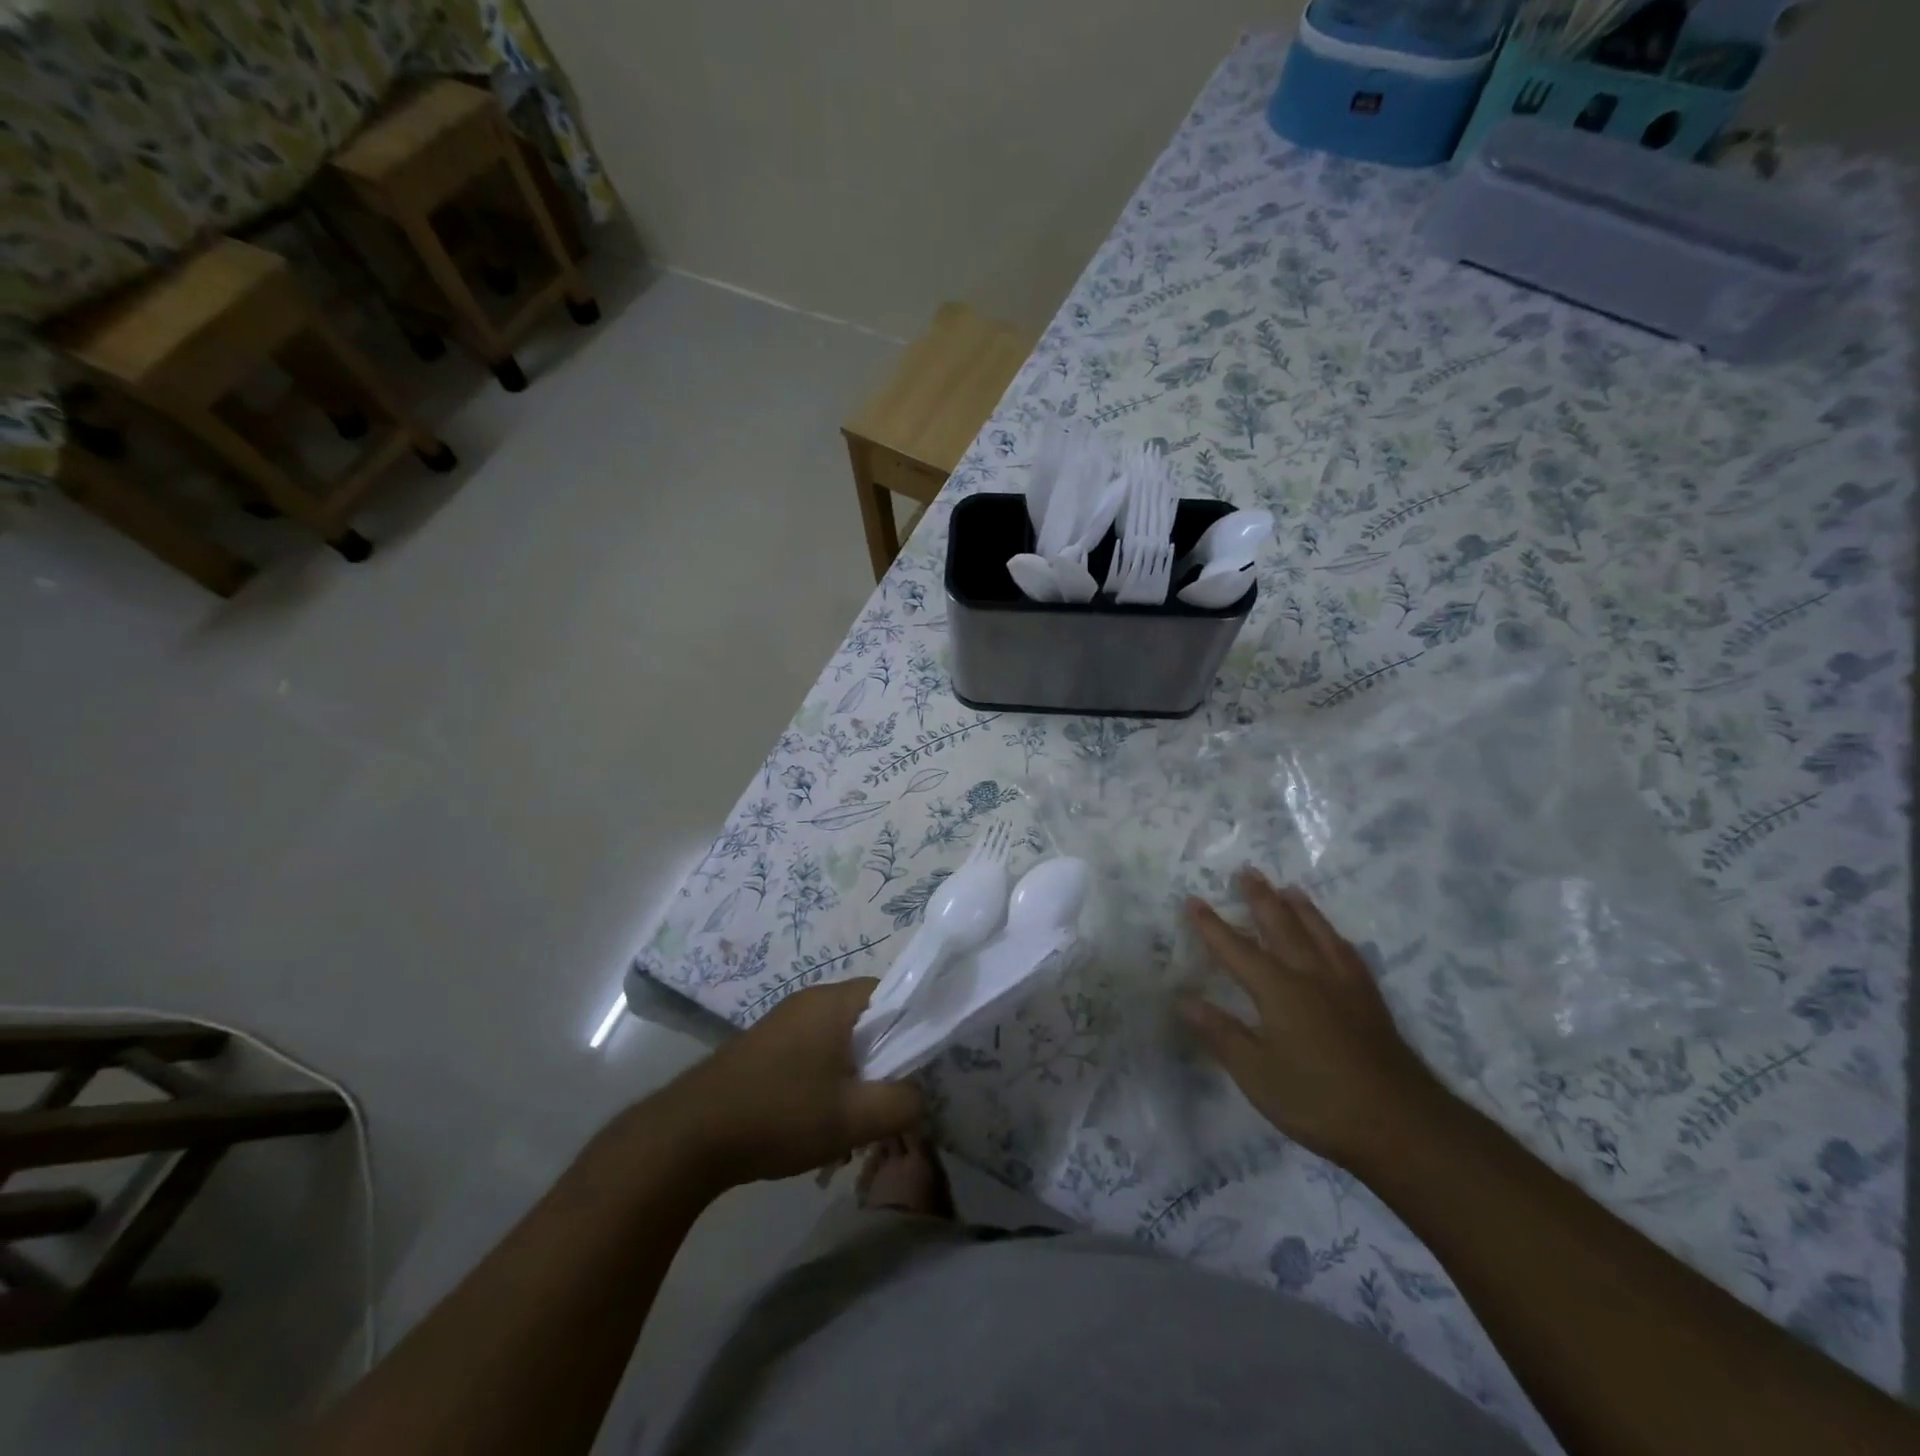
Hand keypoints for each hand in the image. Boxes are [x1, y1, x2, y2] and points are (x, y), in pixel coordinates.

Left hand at [659, 978, 924, 1189]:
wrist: (690, 1136)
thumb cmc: (780, 1115)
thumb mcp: (853, 1118)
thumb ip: (902, 1103)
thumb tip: (920, 1095)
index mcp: (835, 1002)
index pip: (894, 994)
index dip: (912, 1028)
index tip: (916, 1068)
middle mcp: (810, 1000)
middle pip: (867, 1020)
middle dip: (882, 1061)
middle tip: (885, 1103)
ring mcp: (784, 1021)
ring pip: (840, 1040)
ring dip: (853, 1076)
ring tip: (851, 1122)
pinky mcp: (765, 1045)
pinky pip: (813, 1052)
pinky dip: (825, 1080)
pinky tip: (816, 1122)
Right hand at [1180, 871, 1440, 1167]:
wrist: (1401, 1124)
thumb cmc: (1318, 1100)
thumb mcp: (1256, 1073)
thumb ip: (1220, 1032)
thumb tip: (1182, 999)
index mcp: (1278, 990)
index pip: (1236, 949)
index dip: (1211, 925)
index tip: (1193, 899)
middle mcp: (1310, 975)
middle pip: (1281, 926)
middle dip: (1260, 898)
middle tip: (1247, 871)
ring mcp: (1345, 986)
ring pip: (1319, 933)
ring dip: (1300, 908)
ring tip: (1289, 889)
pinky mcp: (1370, 1001)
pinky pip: (1347, 953)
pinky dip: (1334, 936)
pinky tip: (1335, 937)